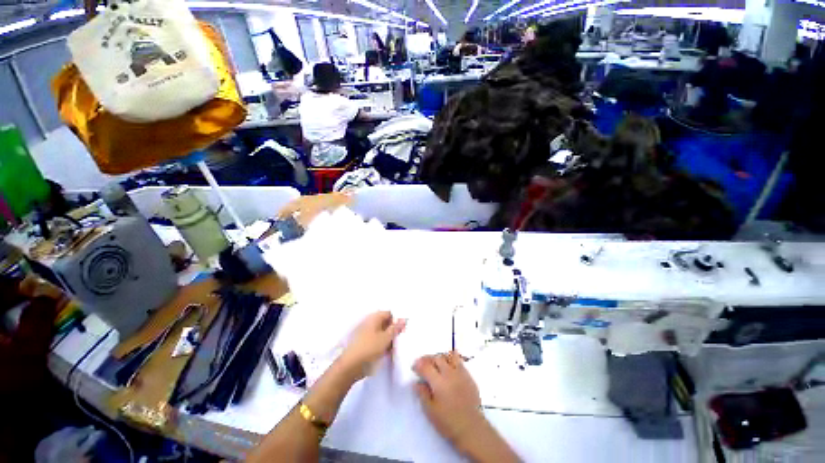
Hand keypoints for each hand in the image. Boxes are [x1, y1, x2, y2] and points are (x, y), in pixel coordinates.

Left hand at [337, 311, 405, 380]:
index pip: (389, 313)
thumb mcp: (386, 338)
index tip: (403, 330)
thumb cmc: (369, 349)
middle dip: (393, 330)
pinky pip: (376, 340)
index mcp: (374, 317)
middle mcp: (369, 322)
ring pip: (381, 332)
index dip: (397, 320)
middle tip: (400, 339)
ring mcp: (365, 333)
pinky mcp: (363, 343)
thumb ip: (396, 328)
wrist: (350, 367)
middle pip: (385, 323)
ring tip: (394, 347)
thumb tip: (404, 319)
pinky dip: (382, 344)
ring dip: (388, 338)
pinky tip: (386, 352)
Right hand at [413, 352, 484, 451]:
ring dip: (440, 357)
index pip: (425, 366)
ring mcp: (460, 373)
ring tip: (436, 363)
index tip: (414, 367)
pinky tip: (449, 367)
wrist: (472, 428)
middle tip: (423, 364)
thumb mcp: (430, 411)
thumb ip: (422, 394)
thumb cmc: (448, 422)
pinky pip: (459, 361)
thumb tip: (416, 382)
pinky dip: (451, 360)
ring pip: (449, 356)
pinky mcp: (468, 376)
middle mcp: (449, 373)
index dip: (418, 365)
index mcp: (438, 382)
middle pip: (437, 358)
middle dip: (428, 359)